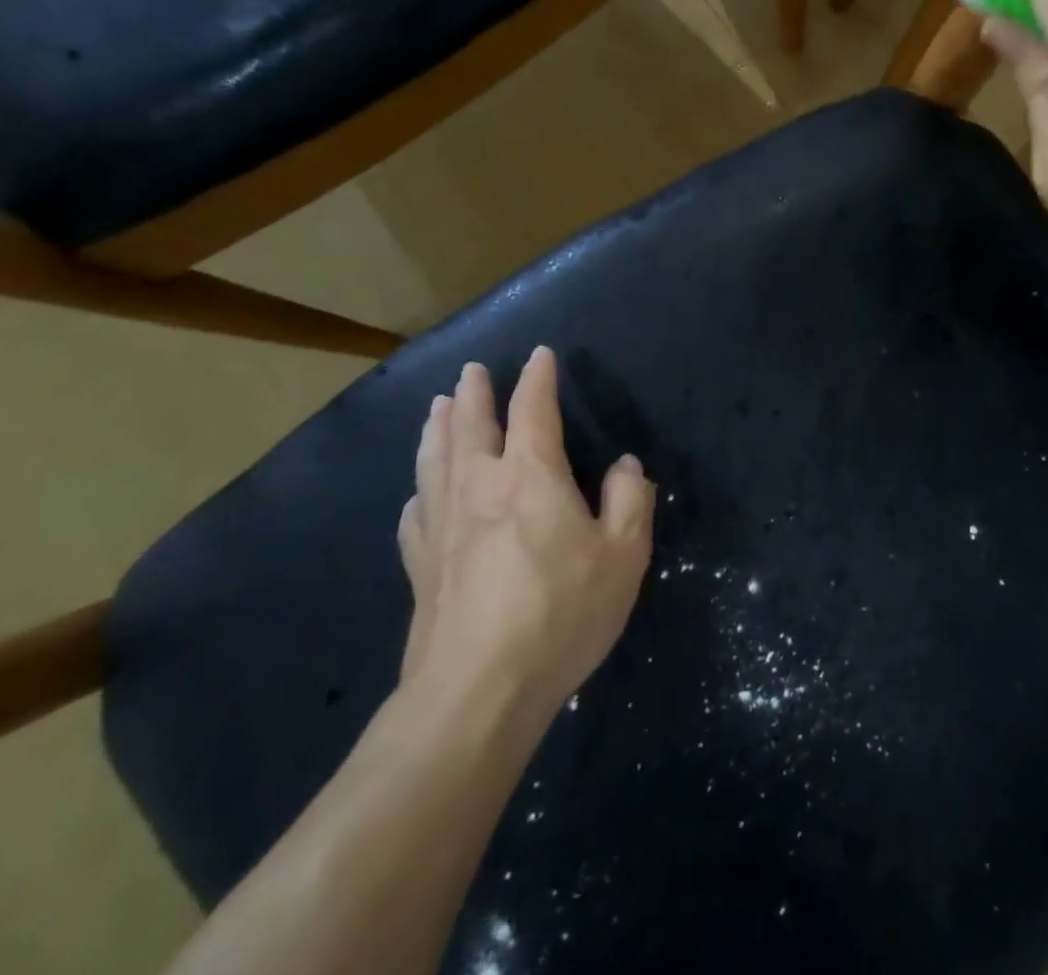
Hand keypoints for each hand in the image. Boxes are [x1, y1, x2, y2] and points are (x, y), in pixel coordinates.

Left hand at [397, 349, 653, 719]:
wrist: (477, 692)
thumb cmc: (560, 614)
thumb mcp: (623, 556)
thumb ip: (630, 501)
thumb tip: (625, 466)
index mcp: (530, 476)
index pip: (532, 410)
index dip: (537, 379)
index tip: (539, 355)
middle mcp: (479, 487)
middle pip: (471, 426)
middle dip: (475, 393)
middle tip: (472, 370)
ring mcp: (442, 526)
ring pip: (435, 460)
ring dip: (438, 428)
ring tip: (438, 407)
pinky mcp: (421, 567)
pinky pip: (416, 513)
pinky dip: (420, 491)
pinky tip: (419, 494)